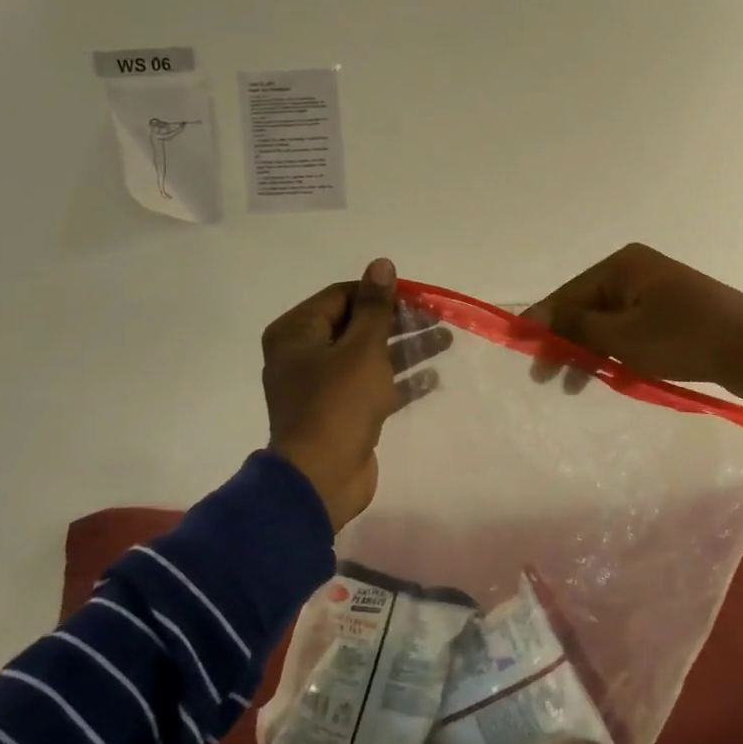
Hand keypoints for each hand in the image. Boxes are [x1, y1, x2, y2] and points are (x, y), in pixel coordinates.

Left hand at [262, 259, 449, 530]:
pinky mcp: (340, 414)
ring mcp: (321, 387)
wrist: (322, 479)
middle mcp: (303, 356)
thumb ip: (374, 306)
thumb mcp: (361, 348)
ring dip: (405, 348)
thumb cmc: (338, 403)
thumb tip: (381, 264)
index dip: (380, 293)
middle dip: (398, 321)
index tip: (417, 296)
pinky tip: (433, 379)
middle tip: (437, 317)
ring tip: (446, 341)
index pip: (341, 296)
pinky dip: (398, 381)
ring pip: (367, 357)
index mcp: (296, 333)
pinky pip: (371, 387)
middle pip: (356, 326)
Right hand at [526, 244, 742, 401]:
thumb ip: (576, 327)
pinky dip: (617, 352)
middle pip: (586, 307)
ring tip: (575, 385)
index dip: (542, 325)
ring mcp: (658, 293)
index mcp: (623, 266)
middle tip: (546, 378)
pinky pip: (632, 332)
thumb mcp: (624, 336)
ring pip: (609, 323)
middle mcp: (637, 272)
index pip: (567, 294)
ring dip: (589, 352)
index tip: (522, 355)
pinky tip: (609, 376)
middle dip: (565, 341)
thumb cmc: (686, 339)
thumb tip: (537, 318)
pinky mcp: (674, 315)